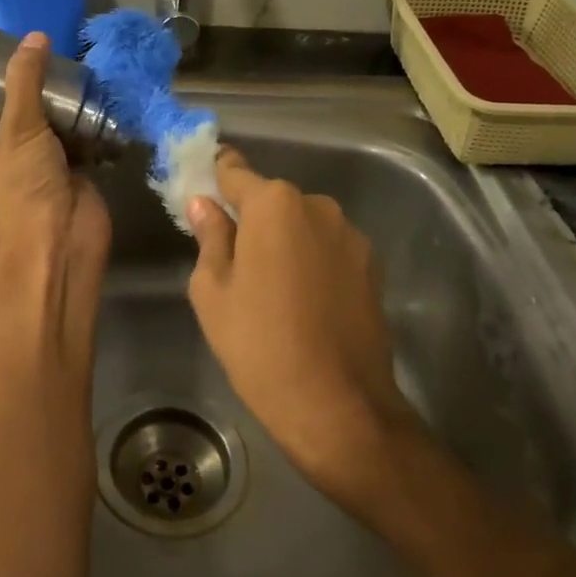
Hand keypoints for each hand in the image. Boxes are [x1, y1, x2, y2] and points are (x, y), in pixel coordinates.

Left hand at [0, 32, 110, 360]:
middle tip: (37, 51)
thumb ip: (25, 80)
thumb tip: (35, 36)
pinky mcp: (65, 170)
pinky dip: (81, 120)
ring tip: (65, 64)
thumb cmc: (23, 187)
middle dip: (24, 86)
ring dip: (55, 103)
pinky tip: (90, 92)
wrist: (62, 240)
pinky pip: (71, 137)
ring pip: (42, 124)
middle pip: (7, 112)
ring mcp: (32, 164)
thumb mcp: (18, 126)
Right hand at [185, 150, 424, 504]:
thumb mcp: (213, 291)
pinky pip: (328, 248)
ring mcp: (350, 234)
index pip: (235, 171)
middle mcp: (317, 205)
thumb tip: (204, 203)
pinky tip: (304, 300)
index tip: (203, 187)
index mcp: (273, 204)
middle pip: (272, 200)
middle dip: (251, 218)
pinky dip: (312, 260)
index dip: (216, 175)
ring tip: (272, 288)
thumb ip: (210, 236)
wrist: (337, 404)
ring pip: (303, 224)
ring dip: (285, 240)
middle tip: (234, 259)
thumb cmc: (259, 344)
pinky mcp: (371, 264)